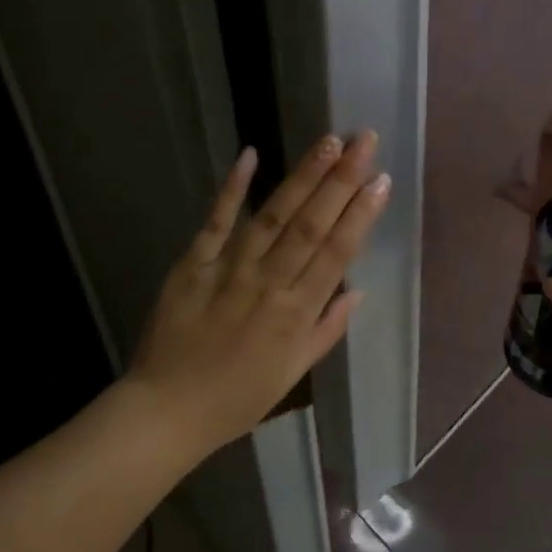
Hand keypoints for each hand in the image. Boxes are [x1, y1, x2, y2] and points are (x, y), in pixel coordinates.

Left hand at [126, 132, 388, 456]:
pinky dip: (232, 189)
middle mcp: (269, 285)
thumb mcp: (293, 374)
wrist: (169, 410)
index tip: (382, 181)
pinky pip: (215, 222)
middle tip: (364, 141)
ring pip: (273, 216)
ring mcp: (229, 271)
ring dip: (302, 177)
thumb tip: (357, 291)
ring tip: (328, 142)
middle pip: (311, 225)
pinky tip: (250, 154)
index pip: (337, 253)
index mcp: (297, 314)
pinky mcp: (192, 265)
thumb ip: (326, 330)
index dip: (362, 215)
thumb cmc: (238, 399)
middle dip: (341, 181)